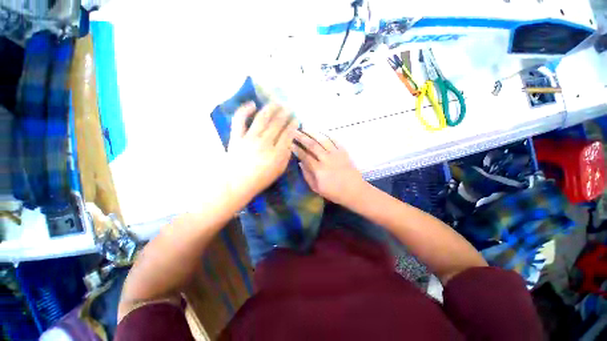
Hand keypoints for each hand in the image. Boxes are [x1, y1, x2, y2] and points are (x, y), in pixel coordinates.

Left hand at [226, 102, 297, 201]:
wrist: (237, 183)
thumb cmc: (261, 178)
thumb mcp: (279, 170)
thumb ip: (286, 154)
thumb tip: (289, 140)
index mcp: (276, 153)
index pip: (288, 133)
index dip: (293, 124)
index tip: (296, 119)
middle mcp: (264, 142)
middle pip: (277, 123)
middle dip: (285, 114)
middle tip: (289, 108)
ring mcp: (249, 138)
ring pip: (262, 118)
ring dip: (271, 108)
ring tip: (277, 103)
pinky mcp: (236, 137)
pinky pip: (240, 120)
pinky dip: (245, 110)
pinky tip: (252, 104)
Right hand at [292, 130, 366, 205]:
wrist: (355, 191)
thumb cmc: (334, 192)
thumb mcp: (317, 188)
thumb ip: (307, 175)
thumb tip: (301, 163)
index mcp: (319, 169)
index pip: (305, 156)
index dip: (297, 149)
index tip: (290, 143)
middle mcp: (326, 159)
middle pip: (312, 145)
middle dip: (302, 137)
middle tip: (294, 131)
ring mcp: (336, 154)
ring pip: (323, 140)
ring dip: (313, 133)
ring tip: (305, 127)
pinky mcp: (344, 152)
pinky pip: (335, 140)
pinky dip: (327, 135)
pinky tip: (321, 132)